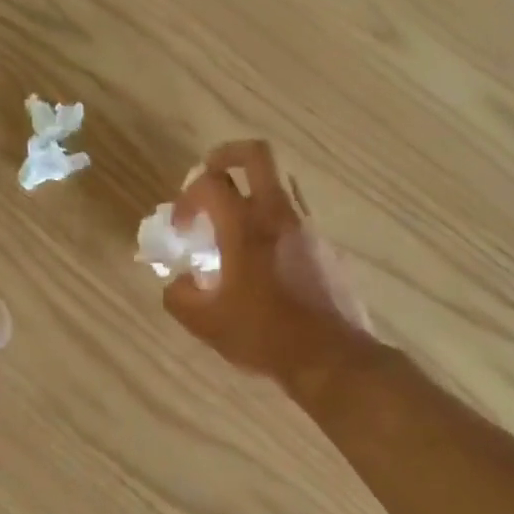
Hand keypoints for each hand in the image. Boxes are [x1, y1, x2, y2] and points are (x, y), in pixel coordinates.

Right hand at [162, 140, 372, 390]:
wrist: (333, 358)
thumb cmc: (265, 336)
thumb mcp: (206, 324)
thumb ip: (180, 296)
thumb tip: (180, 283)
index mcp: (246, 227)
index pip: (209, 182)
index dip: (186, 198)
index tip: (182, 229)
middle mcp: (280, 215)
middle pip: (257, 154)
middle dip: (227, 156)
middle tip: (210, 178)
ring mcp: (310, 228)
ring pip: (283, 181)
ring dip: (254, 189)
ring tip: (236, 223)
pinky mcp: (329, 247)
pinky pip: (298, 217)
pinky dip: (275, 222)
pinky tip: (266, 261)